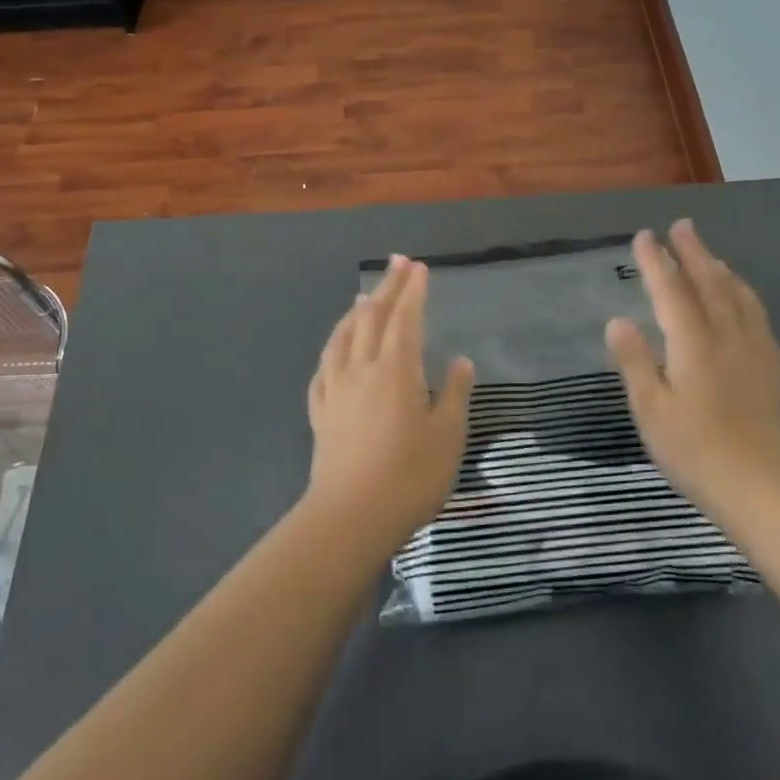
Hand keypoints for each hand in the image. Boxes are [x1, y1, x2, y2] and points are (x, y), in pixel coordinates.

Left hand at [306, 254, 474, 546]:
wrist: (351, 517)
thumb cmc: (410, 476)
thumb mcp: (448, 436)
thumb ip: (454, 394)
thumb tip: (459, 362)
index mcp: (395, 369)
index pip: (404, 318)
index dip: (412, 290)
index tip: (418, 267)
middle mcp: (361, 369)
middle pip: (371, 317)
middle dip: (386, 287)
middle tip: (397, 262)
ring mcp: (335, 389)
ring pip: (342, 337)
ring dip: (355, 312)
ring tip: (363, 297)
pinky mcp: (320, 412)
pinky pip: (324, 367)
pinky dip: (333, 347)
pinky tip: (335, 350)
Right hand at [606, 219, 779, 510]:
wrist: (761, 488)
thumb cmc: (694, 450)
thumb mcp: (650, 409)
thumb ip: (634, 362)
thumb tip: (618, 321)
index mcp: (692, 344)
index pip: (671, 292)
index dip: (657, 262)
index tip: (644, 236)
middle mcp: (725, 338)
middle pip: (709, 284)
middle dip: (693, 252)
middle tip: (682, 226)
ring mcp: (752, 352)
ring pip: (737, 297)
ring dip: (719, 269)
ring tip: (709, 253)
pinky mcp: (769, 369)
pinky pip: (757, 317)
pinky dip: (745, 295)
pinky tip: (742, 297)